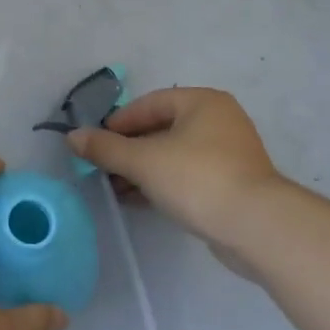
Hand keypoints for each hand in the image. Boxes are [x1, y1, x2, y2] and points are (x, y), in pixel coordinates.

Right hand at [66, 87, 289, 244]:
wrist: (257, 228)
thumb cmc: (197, 179)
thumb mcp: (143, 161)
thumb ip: (105, 148)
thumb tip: (72, 137)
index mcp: (202, 102)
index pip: (149, 103)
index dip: (118, 122)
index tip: (95, 143)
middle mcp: (219, 120)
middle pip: (161, 129)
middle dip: (129, 149)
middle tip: (102, 168)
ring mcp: (229, 154)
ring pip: (174, 155)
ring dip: (143, 169)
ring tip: (115, 189)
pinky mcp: (233, 184)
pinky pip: (188, 176)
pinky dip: (163, 183)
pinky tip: (139, 200)